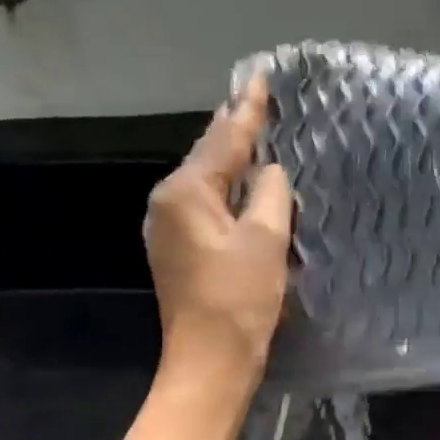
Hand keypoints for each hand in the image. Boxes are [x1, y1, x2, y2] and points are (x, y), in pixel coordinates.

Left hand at [145, 77, 293, 381]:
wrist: (210, 361)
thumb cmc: (239, 299)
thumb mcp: (266, 239)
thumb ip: (270, 193)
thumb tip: (270, 171)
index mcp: (186, 193)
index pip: (224, 139)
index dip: (248, 109)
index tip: (261, 77)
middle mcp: (169, 202)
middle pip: (209, 155)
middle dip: (236, 128)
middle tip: (262, 99)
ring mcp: (171, 227)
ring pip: (208, 179)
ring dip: (234, 157)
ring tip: (259, 130)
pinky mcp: (182, 248)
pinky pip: (208, 202)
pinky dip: (230, 187)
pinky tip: (248, 182)